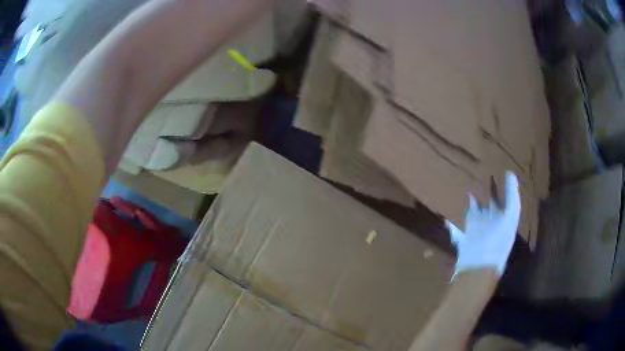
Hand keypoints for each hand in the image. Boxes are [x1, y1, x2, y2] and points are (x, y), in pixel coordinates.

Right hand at [446, 171, 521, 277]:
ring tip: (470, 177)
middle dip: (488, 188)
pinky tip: (459, 194)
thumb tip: (510, 172)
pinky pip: (465, 213)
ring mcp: (479, 223)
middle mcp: (493, 219)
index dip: (504, 185)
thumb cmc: (498, 238)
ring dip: (475, 194)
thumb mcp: (511, 214)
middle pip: (491, 200)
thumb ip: (511, 194)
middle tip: (483, 169)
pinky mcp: (466, 228)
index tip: (500, 168)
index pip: (505, 198)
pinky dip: (462, 205)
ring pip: (477, 205)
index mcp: (506, 217)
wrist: (479, 262)